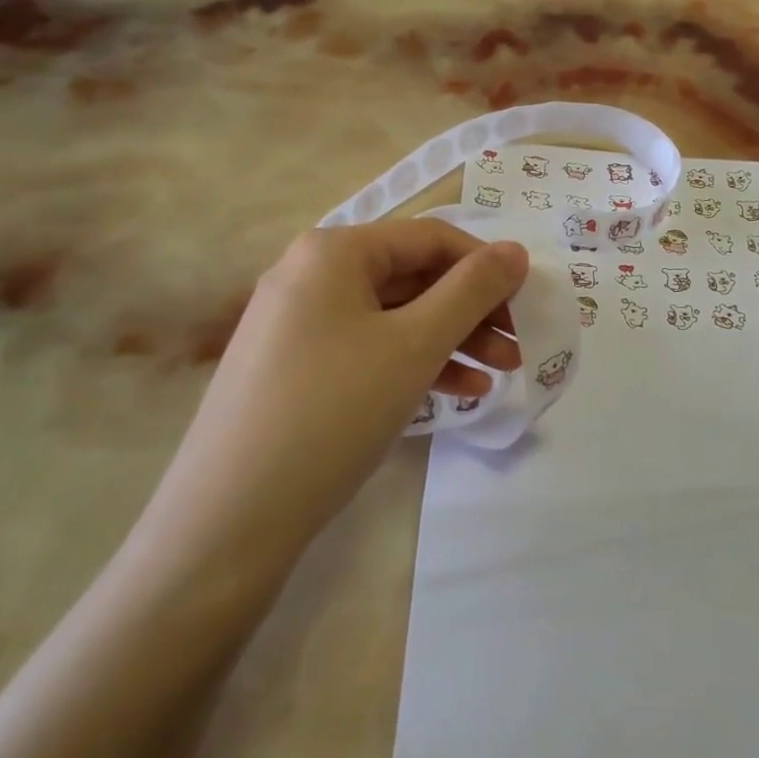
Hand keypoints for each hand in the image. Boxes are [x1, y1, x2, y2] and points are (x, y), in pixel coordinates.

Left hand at [145, 221, 527, 562]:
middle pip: (413, 277)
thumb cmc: (334, 410)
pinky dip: (414, 364)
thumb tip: (515, 250)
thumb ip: (473, 290)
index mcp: (334, 251)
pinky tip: (458, 394)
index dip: (486, 265)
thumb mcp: (416, 344)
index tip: (529, 301)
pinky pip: (368, 349)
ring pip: (394, 317)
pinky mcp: (294, 368)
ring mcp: (297, 323)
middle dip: (473, 310)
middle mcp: (310, 274)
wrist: (229, 518)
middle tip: (519, 346)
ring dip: (452, 340)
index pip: (431, 238)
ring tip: (500, 375)